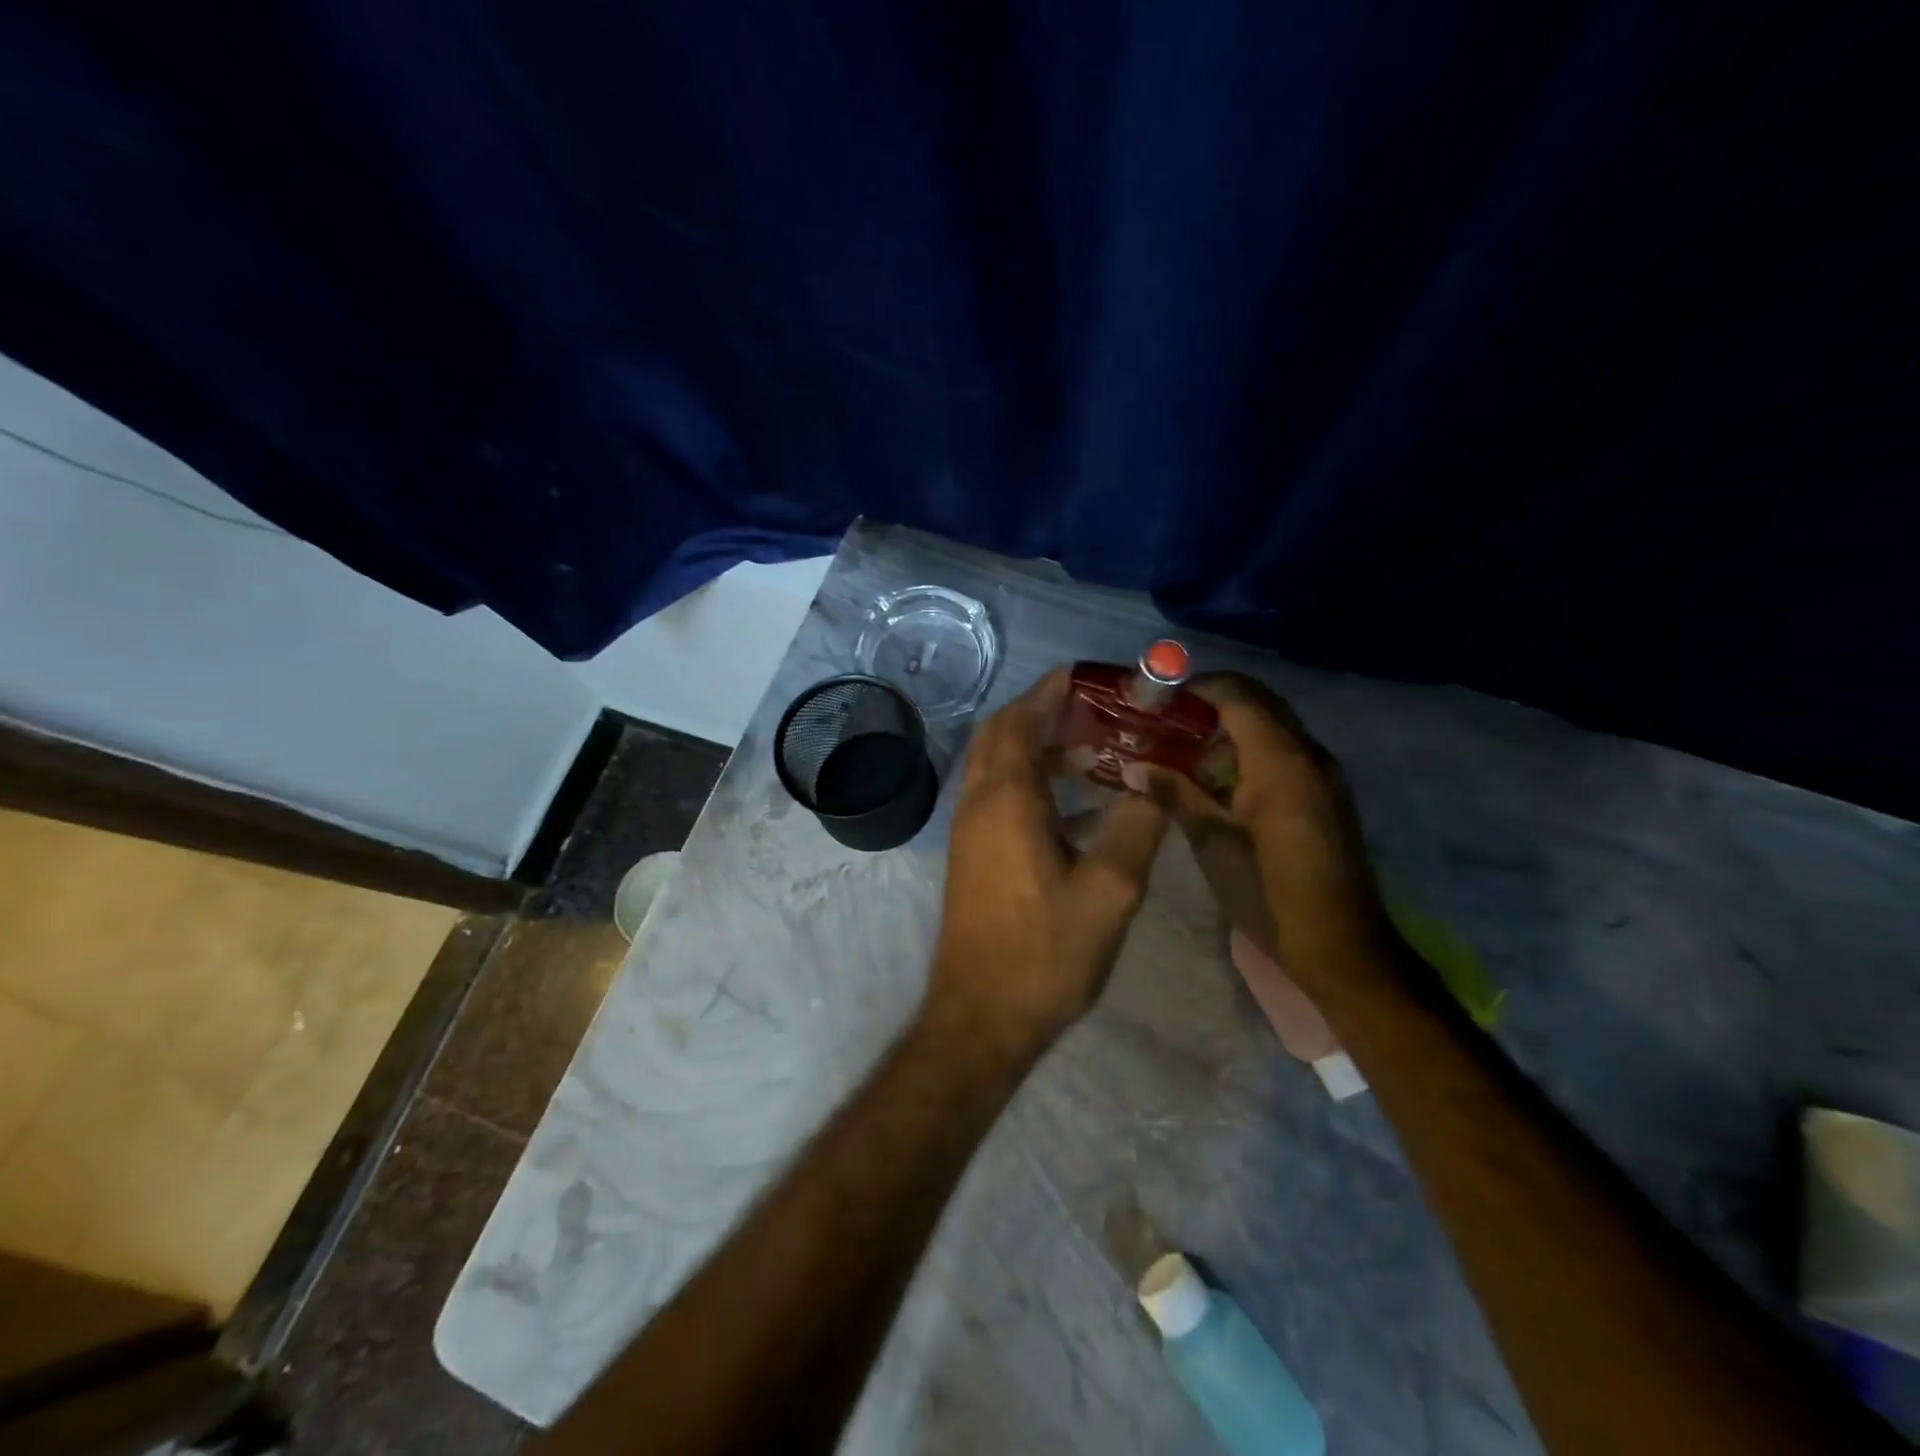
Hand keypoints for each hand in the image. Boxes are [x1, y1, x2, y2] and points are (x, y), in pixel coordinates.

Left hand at [929, 669, 1168, 1055]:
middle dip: (1043, 712)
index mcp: (1006, 799)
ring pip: (998, 766)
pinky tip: (1079, 807)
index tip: (1087, 675)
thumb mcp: (1109, 891)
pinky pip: (1000, 797)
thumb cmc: (1044, 954)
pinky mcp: (973, 856)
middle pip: (1002, 734)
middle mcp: (978, 803)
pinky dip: (1033, 783)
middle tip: (1096, 710)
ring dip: (1038, 748)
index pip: (1021, 720)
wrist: (980, 1017)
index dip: (1051, 691)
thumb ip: (1136, 827)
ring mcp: (970, 831)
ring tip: (1095, 751)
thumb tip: (1155, 781)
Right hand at [1125, 673, 1391, 977]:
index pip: (1238, 695)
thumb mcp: (1213, 843)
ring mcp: (1323, 775)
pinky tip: (1220, 787)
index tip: (1158, 699)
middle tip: (1166, 725)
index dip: (1197, 689)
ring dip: (1230, 733)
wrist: (1340, 948)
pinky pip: (1286, 755)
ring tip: (1186, 760)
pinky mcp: (1326, 797)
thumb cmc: (1269, 894)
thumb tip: (1134, 766)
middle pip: (1259, 704)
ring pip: (1273, 729)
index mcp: (1281, 761)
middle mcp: (1308, 755)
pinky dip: (1251, 756)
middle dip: (1212, 706)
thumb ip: (1176, 795)